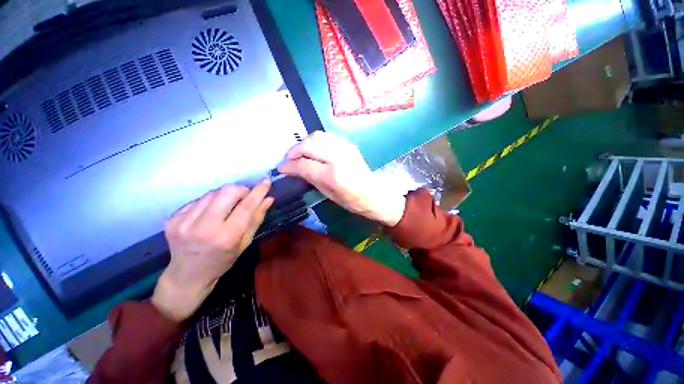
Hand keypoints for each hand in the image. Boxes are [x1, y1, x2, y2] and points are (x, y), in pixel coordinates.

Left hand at [152, 180, 273, 321]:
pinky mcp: (172, 218)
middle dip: (240, 190)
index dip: (258, 192)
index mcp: (226, 237)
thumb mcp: (245, 243)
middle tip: (244, 198)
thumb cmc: (222, 261)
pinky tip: (210, 213)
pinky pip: (199, 199)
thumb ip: (256, 219)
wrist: (186, 275)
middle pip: (227, 192)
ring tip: (226, 207)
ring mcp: (184, 222)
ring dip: (225, 196)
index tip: (266, 181)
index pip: (246, 207)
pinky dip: (210, 201)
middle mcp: (203, 227)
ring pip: (213, 193)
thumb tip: (268, 198)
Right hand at [278, 131, 405, 226]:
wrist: (372, 193)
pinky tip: (314, 149)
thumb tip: (294, 169)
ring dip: (304, 142)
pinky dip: (316, 140)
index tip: (281, 168)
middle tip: (289, 159)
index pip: (304, 164)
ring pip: (317, 135)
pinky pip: (327, 136)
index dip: (289, 165)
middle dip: (294, 150)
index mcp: (332, 175)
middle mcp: (338, 157)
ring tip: (300, 152)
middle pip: (309, 145)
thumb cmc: (350, 200)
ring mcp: (345, 148)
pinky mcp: (348, 144)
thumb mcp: (327, 194)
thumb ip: (310, 178)